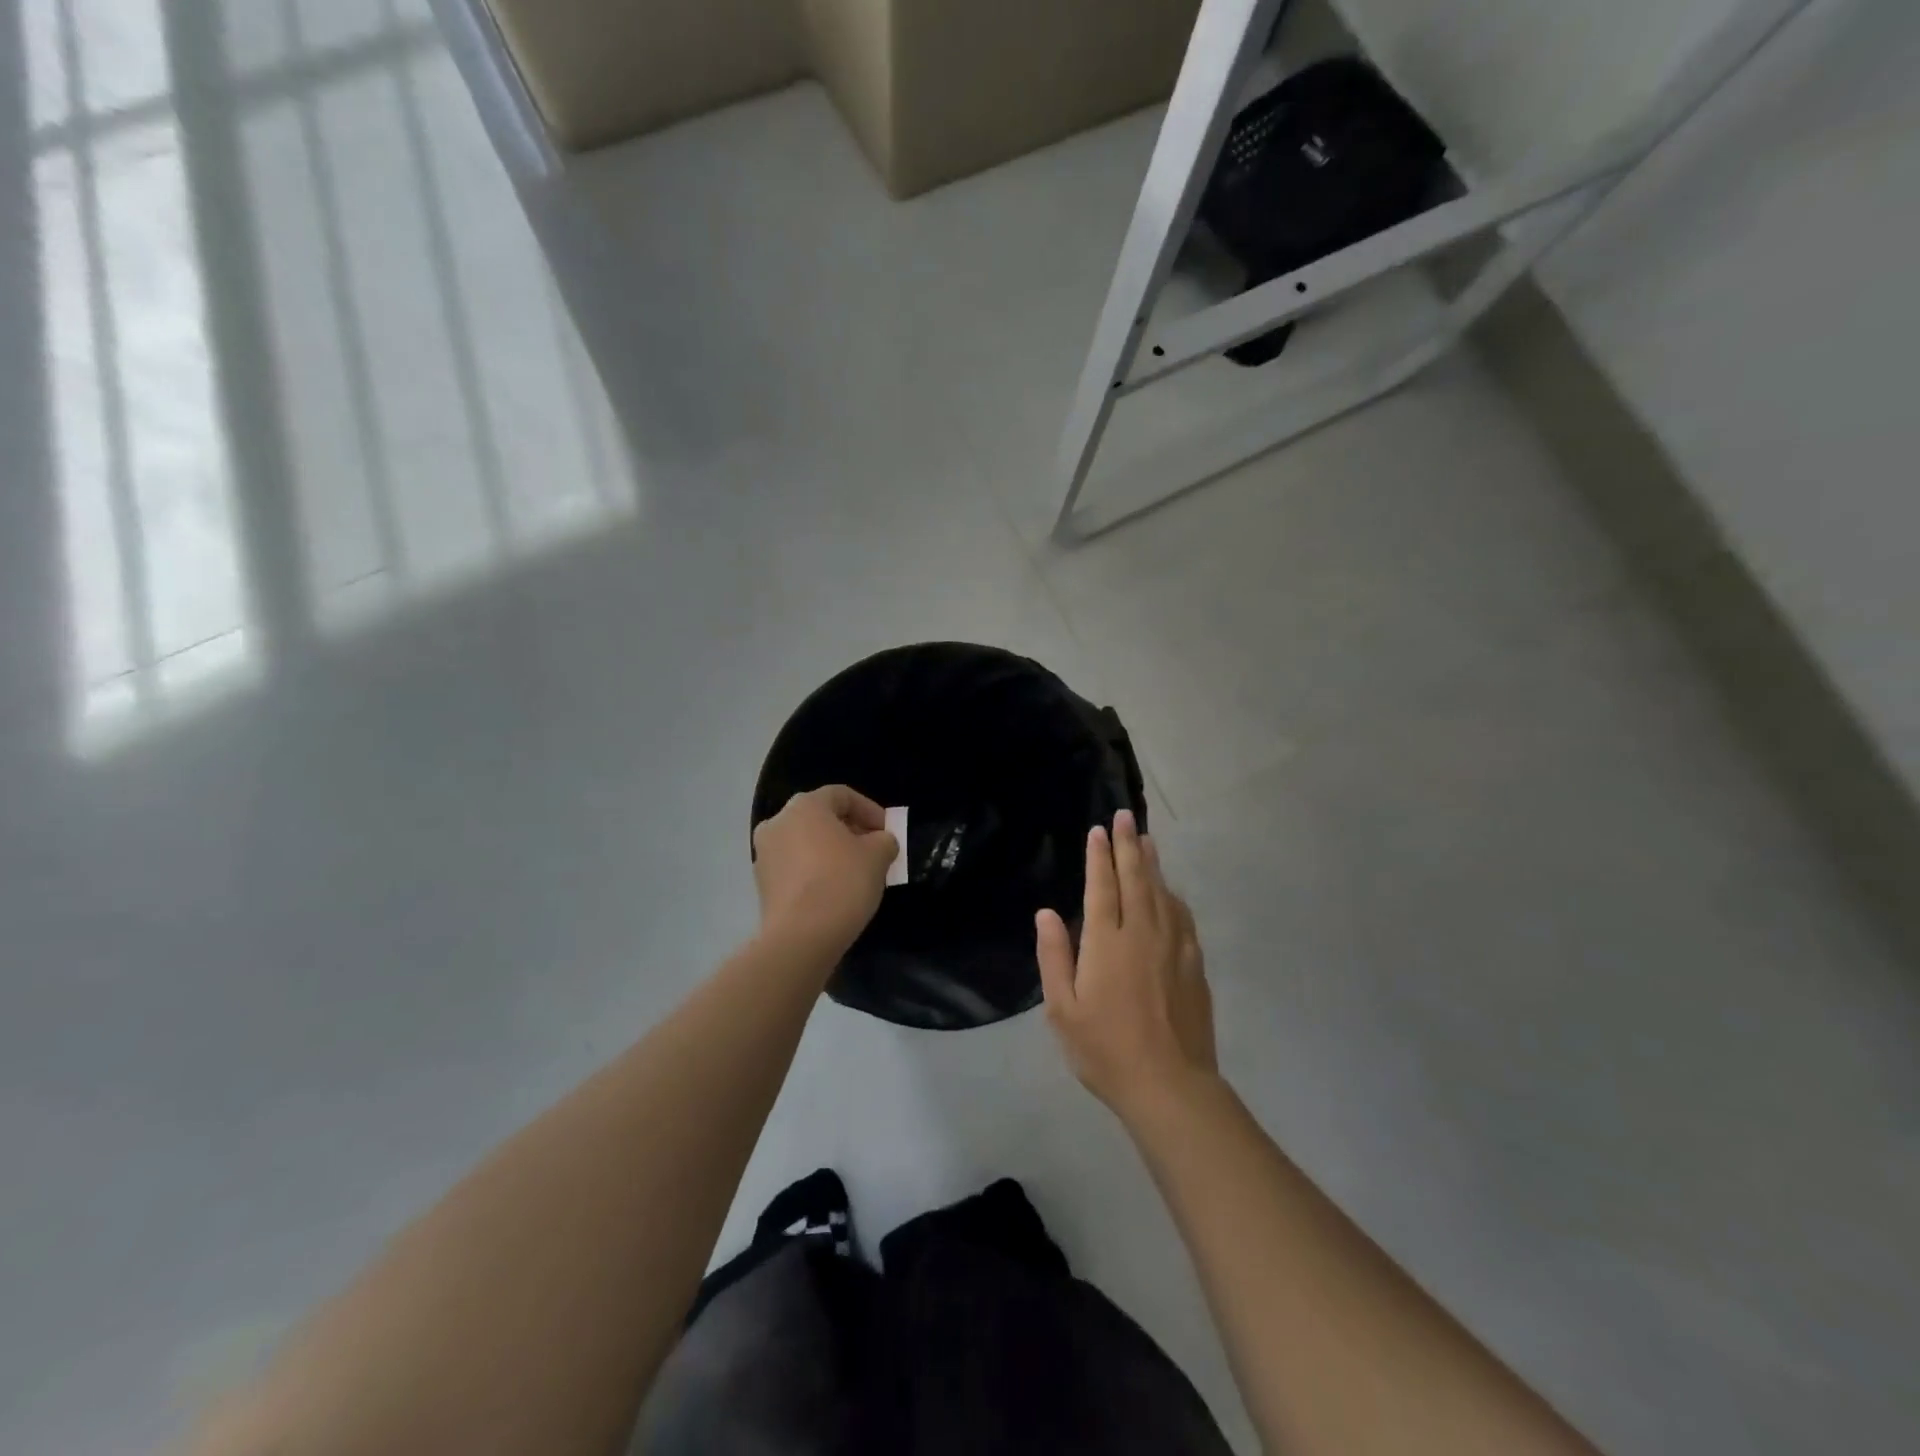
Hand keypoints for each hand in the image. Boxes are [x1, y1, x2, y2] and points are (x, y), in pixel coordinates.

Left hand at [753, 786, 898, 956]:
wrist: (801, 937)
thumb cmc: (842, 882)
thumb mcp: (878, 856)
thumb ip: (884, 840)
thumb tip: (880, 842)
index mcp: (805, 806)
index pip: (842, 795)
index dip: (869, 809)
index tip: (887, 830)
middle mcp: (778, 822)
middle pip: (820, 818)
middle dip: (849, 830)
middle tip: (873, 850)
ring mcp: (764, 853)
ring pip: (805, 843)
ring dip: (830, 851)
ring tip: (855, 872)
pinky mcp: (761, 883)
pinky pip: (794, 867)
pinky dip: (813, 871)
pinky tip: (833, 891)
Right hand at [1036, 810, 1216, 1123]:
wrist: (1170, 1085)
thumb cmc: (1106, 1049)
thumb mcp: (1063, 1010)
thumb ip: (1054, 957)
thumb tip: (1047, 913)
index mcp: (1107, 942)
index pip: (1102, 887)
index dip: (1099, 856)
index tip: (1098, 830)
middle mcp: (1142, 933)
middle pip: (1135, 879)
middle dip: (1127, 845)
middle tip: (1125, 815)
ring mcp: (1173, 946)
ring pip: (1162, 892)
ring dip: (1152, 863)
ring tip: (1146, 839)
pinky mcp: (1194, 964)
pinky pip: (1182, 916)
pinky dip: (1173, 895)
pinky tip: (1170, 890)